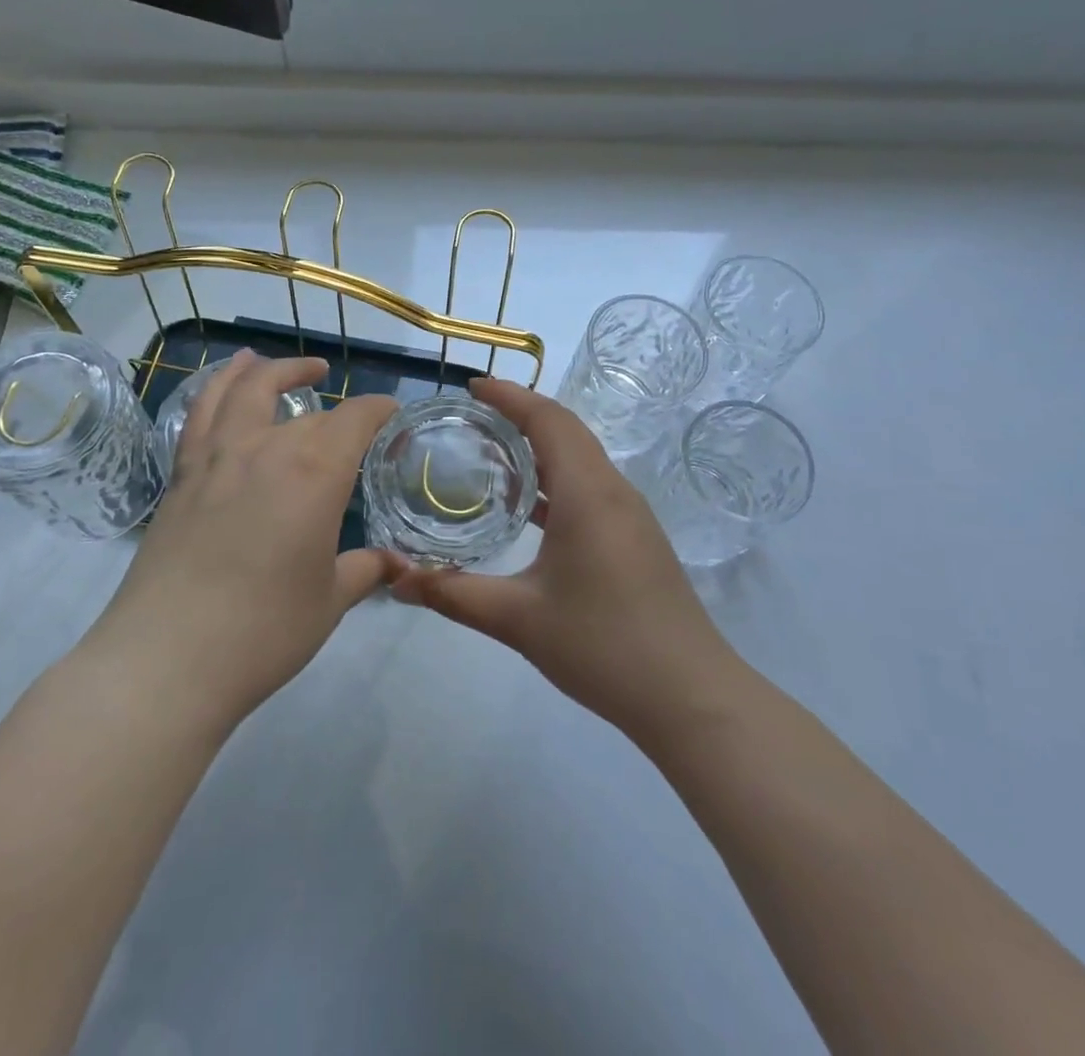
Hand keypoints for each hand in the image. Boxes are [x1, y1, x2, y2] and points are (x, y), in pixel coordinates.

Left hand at [83, 350, 400, 733]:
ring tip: (275, 362)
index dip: (378, 409)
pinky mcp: (181, 475)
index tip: (391, 412)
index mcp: (315, 472)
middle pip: (307, 412)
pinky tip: (223, 388)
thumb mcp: (329, 601)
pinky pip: (200, 414)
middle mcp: (267, 448)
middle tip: (352, 415)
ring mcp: (217, 457)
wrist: (168, 658)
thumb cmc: (264, 630)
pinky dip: (215, 388)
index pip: (356, 419)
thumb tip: (396, 564)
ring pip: (242, 390)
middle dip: (336, 408)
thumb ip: (364, 570)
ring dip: (266, 370)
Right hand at [388, 378, 737, 744]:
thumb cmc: (603, 646)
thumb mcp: (518, 619)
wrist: (690, 696)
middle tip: (470, 416)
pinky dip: (555, 479)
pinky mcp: (635, 538)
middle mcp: (613, 490)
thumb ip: (453, 594)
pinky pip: (590, 487)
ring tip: (490, 453)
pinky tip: (527, 508)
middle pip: (566, 431)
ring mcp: (630, 515)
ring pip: (580, 459)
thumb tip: (395, 581)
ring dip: (539, 446)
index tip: (470, 387)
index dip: (509, 396)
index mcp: (589, 492)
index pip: (548, 419)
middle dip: (520, 414)